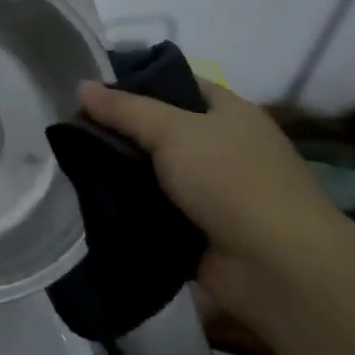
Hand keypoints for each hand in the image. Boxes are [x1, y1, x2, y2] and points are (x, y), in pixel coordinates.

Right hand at [78, 79, 343, 317]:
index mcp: (228, 112)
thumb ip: (124, 109)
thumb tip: (81, 85)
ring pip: (154, 172)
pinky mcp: (200, 233)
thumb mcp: (172, 130)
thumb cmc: (232, 180)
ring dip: (122, 173)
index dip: (135, 82)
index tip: (92, 89)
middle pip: (161, 129)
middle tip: (73, 128)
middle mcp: (223, 147)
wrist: (281, 271)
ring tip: (73, 163)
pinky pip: (155, 211)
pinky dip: (131, 208)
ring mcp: (213, 193)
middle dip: (121, 131)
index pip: (175, 83)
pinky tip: (92, 200)